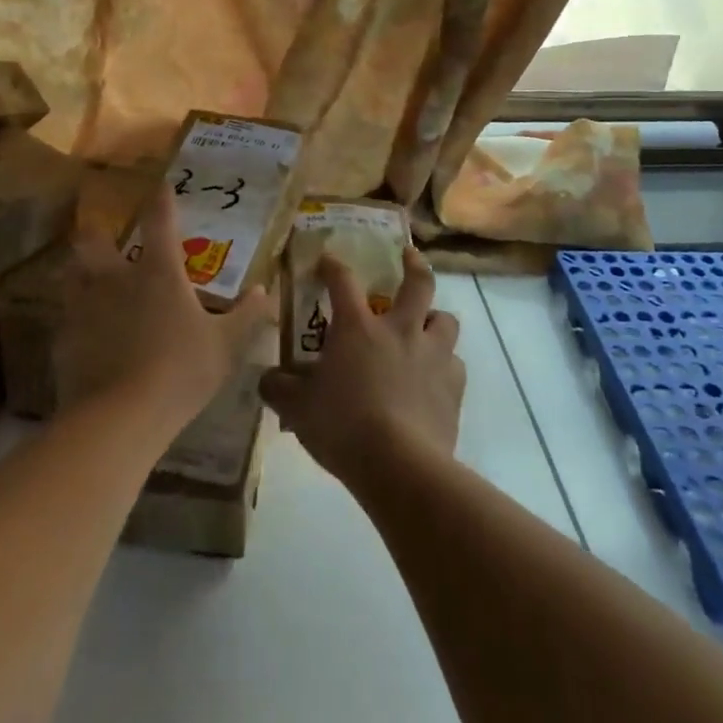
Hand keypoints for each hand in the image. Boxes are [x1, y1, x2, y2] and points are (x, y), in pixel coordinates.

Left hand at [55, 190, 271, 431]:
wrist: (120, 419)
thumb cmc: (180, 372)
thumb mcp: (226, 346)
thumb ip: (246, 316)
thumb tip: (265, 291)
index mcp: (158, 273)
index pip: (161, 222)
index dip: (162, 201)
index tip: (162, 186)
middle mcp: (117, 279)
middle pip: (95, 241)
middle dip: (97, 233)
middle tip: (103, 236)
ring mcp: (85, 307)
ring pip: (72, 275)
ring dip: (78, 272)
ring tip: (85, 279)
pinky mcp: (65, 339)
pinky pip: (66, 318)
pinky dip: (74, 318)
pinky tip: (82, 332)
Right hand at [259, 249, 464, 492]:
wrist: (400, 466)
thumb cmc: (343, 426)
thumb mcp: (297, 409)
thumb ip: (279, 388)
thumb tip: (267, 378)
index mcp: (358, 327)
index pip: (343, 280)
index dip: (333, 265)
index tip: (328, 259)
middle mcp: (400, 330)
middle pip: (418, 283)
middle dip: (414, 264)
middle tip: (408, 256)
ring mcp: (433, 356)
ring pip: (446, 320)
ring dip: (435, 320)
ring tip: (426, 328)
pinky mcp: (454, 388)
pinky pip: (455, 365)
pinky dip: (446, 367)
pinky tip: (434, 380)